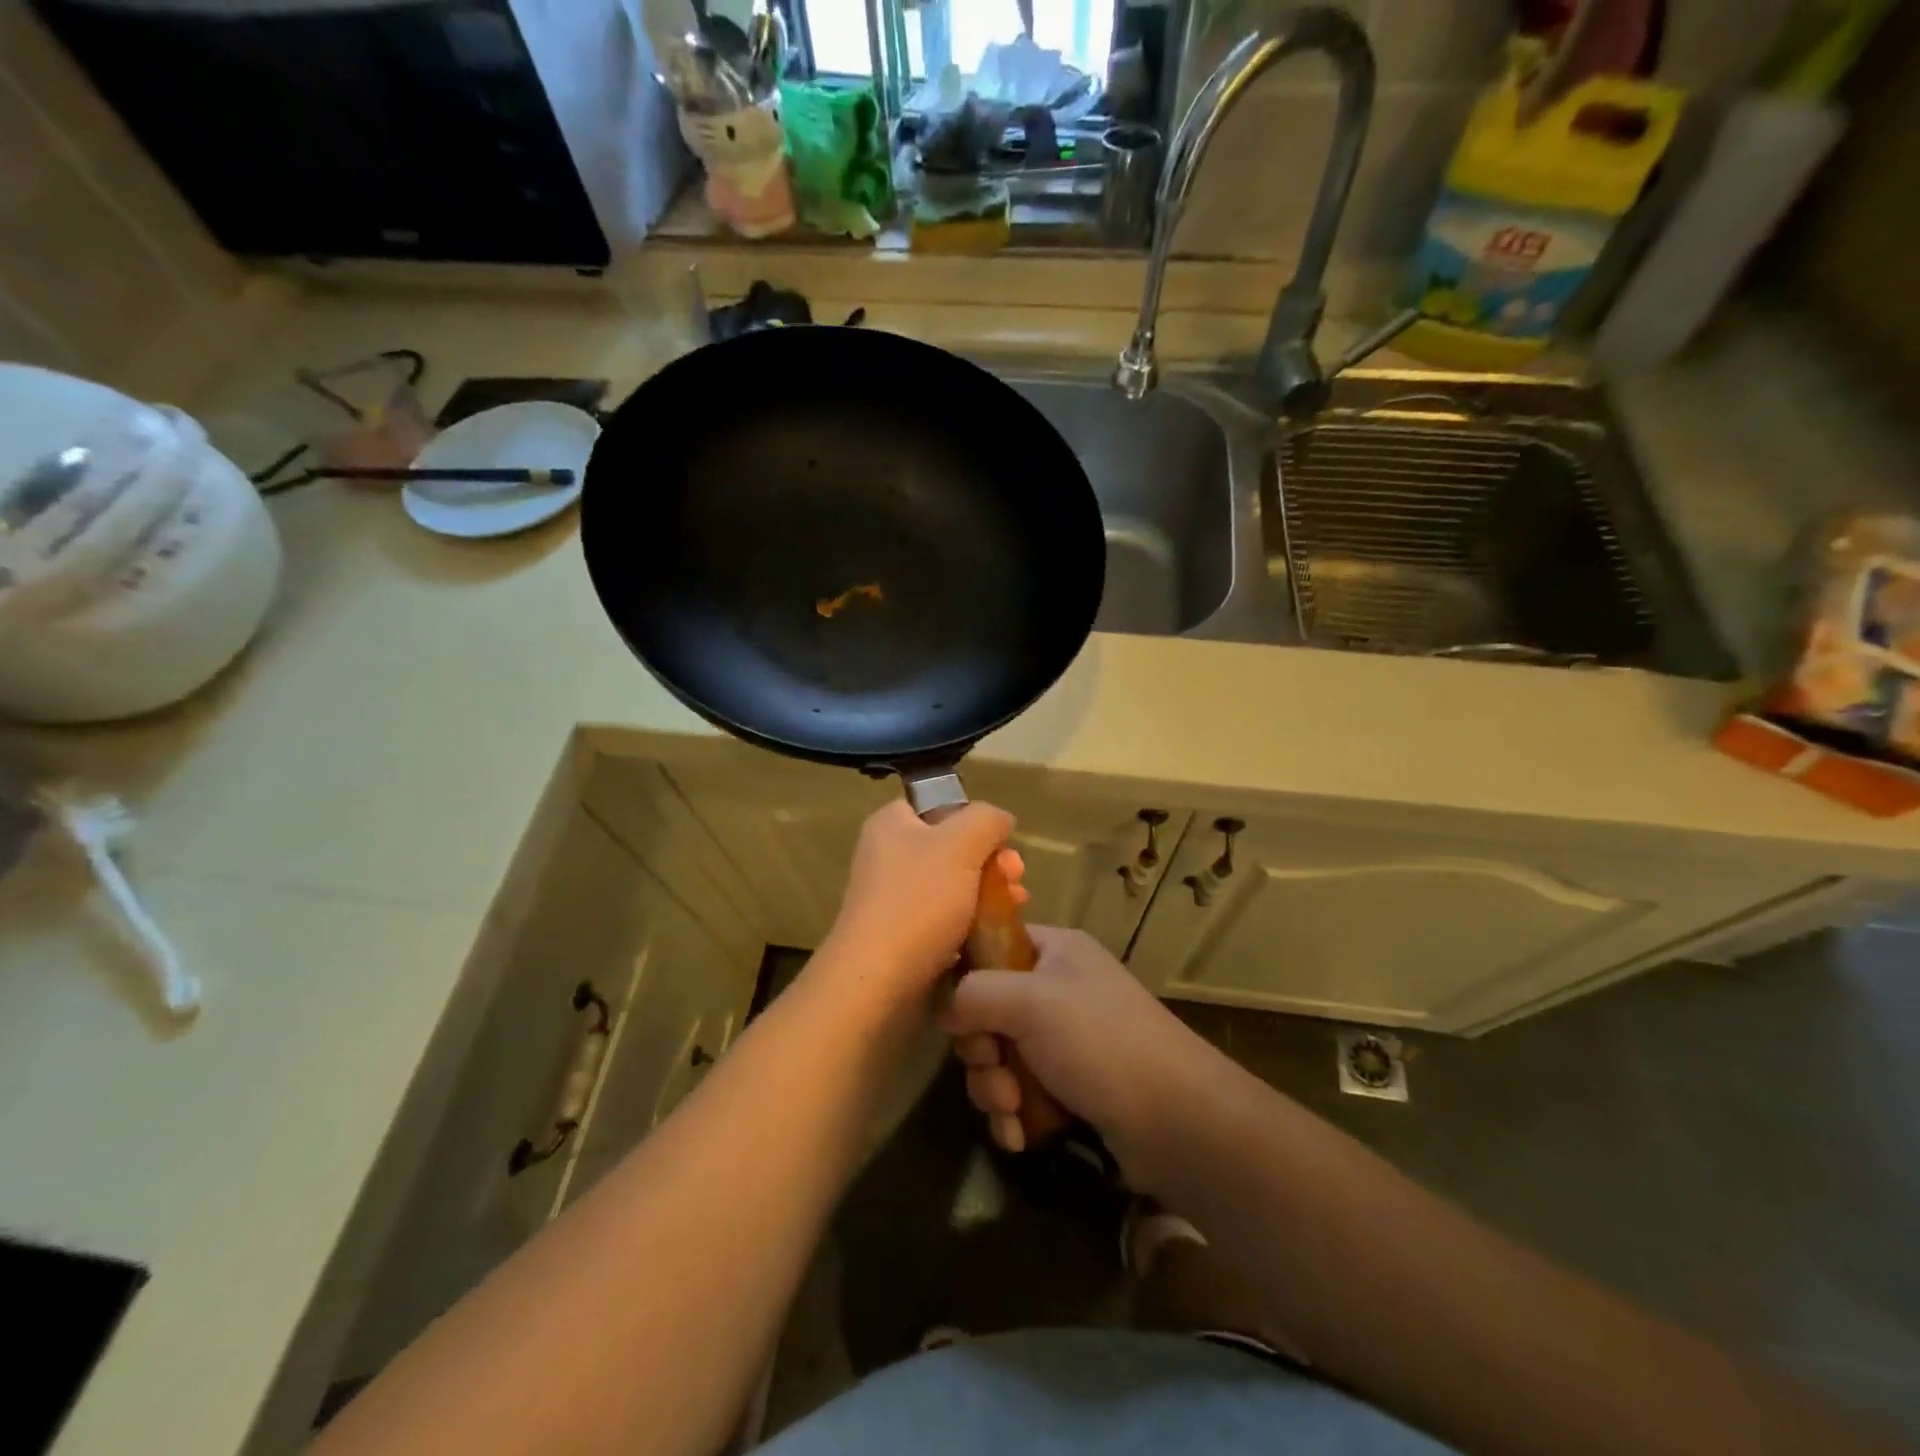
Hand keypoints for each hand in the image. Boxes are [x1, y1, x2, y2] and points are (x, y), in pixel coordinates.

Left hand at [816, 799, 1025, 1007]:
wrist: (878, 981)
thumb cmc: (918, 902)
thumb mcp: (961, 844)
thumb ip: (986, 820)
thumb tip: (1000, 821)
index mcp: (892, 824)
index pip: (939, 805)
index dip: (975, 820)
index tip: (1003, 843)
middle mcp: (888, 855)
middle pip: (953, 847)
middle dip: (991, 861)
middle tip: (1017, 878)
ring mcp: (894, 897)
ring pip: (954, 884)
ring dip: (988, 892)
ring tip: (1016, 906)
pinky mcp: (903, 934)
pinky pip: (945, 918)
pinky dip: (972, 922)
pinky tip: (994, 933)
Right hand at [941, 926, 1222, 1191]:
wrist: (1175, 1119)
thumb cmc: (1099, 1041)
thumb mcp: (1029, 1001)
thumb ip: (973, 993)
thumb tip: (945, 1008)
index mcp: (1054, 951)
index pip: (991, 947)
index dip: (968, 980)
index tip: (960, 1015)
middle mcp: (1058, 989)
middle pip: (988, 1010)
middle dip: (983, 1051)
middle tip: (996, 1072)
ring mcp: (1066, 1040)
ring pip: (1000, 1057)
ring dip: (995, 1089)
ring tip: (1013, 1111)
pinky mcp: (1071, 1087)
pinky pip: (1021, 1093)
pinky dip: (1014, 1114)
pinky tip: (1020, 1136)